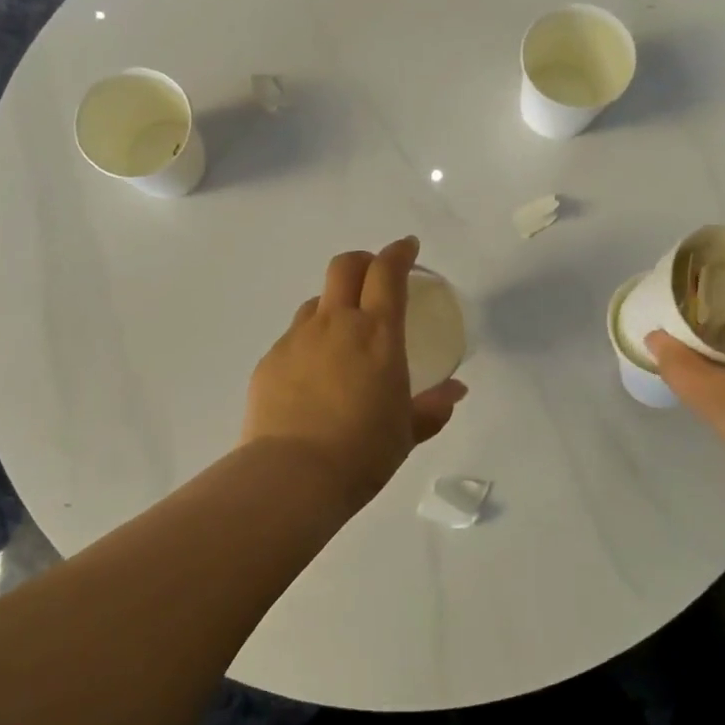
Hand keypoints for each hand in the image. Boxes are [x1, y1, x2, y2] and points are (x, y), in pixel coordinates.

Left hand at [242, 237, 466, 513]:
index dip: (399, 252)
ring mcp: (296, 339)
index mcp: (377, 333)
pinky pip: (294, 338)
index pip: (387, 272)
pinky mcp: (270, 361)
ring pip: (316, 302)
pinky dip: (310, 342)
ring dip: (334, 304)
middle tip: (375, 275)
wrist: (293, 475)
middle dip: (363, 261)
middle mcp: (335, 324)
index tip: (408, 248)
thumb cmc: (363, 452)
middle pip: (345, 267)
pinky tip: (314, 375)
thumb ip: (432, 407)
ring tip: (343, 334)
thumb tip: (455, 392)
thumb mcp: (407, 432)